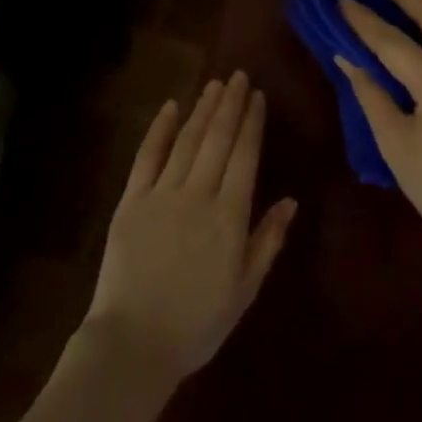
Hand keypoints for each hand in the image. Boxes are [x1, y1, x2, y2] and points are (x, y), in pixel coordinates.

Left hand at [85, 73, 297, 381]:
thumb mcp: (244, 290)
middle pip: (218, 139)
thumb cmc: (196, 324)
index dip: (252, 122)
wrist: (132, 345)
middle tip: (238, 76)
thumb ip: (268, 241)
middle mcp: (198, 194)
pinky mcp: (131, 201)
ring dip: (203, 109)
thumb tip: (290, 200)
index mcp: (229, 216)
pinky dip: (160, 129)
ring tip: (214, 84)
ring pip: (187, 140)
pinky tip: (171, 107)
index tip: (257, 96)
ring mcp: (162, 194)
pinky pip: (147, 156)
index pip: (245, 156)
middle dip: (230, 104)